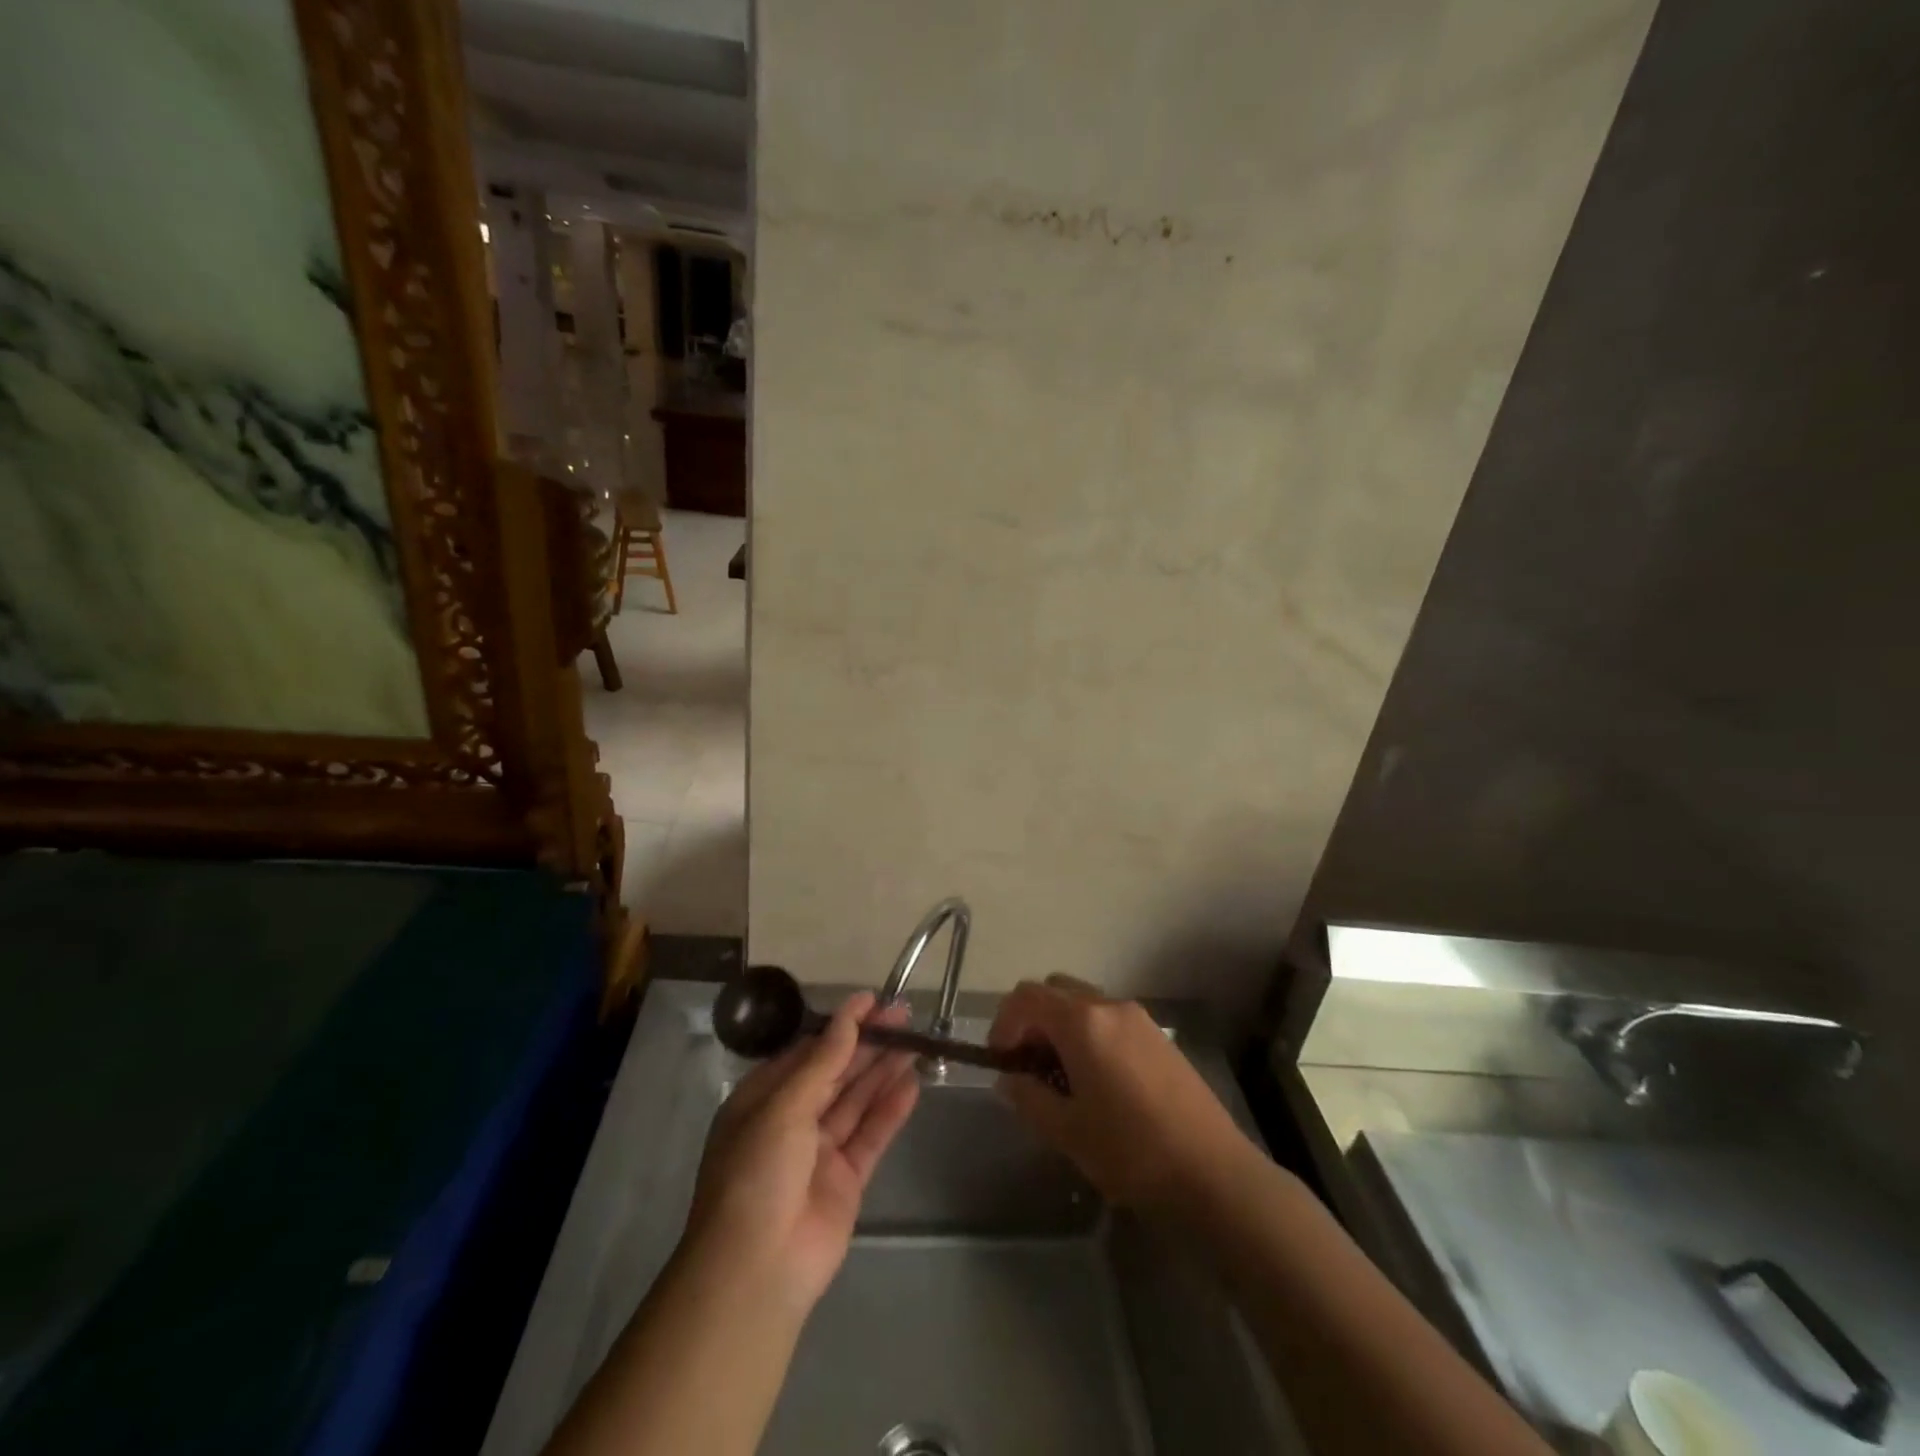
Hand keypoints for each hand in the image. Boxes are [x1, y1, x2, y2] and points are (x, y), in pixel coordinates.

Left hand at [684, 992, 918, 1312]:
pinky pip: (871, 1135)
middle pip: (836, 1072)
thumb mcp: (783, 1107)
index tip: (872, 1001)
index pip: (808, 1052)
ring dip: (884, 1071)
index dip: (840, 1026)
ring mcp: (820, 1151)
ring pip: (857, 1100)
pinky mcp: (847, 1179)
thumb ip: (823, 1062)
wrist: (757, 1271)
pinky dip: (891, 1110)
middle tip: (904, 1016)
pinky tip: (913, 1083)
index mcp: (763, 1099)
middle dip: (868, 1044)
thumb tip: (849, 1016)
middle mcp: (791, 1120)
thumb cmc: (757, 1174)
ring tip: (916, 1040)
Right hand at [988, 975, 1250, 1211]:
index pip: (1026, 996)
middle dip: (1032, 1021)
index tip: (1001, 1060)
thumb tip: (1009, 1078)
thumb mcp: (1066, 1131)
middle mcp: (1109, 1006)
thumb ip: (1028, 1097)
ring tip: (1061, 1079)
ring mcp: (1139, 1018)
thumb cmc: (1131, 1152)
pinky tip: (1097, 1082)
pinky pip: (1109, 1020)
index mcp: (1082, 1021)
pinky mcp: (1158, 1036)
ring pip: (1083, 1003)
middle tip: (1027, 1067)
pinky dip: (1089, 1035)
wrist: (1213, 1173)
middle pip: (1055, 990)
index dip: (1004, 1023)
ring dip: (1061, 1028)